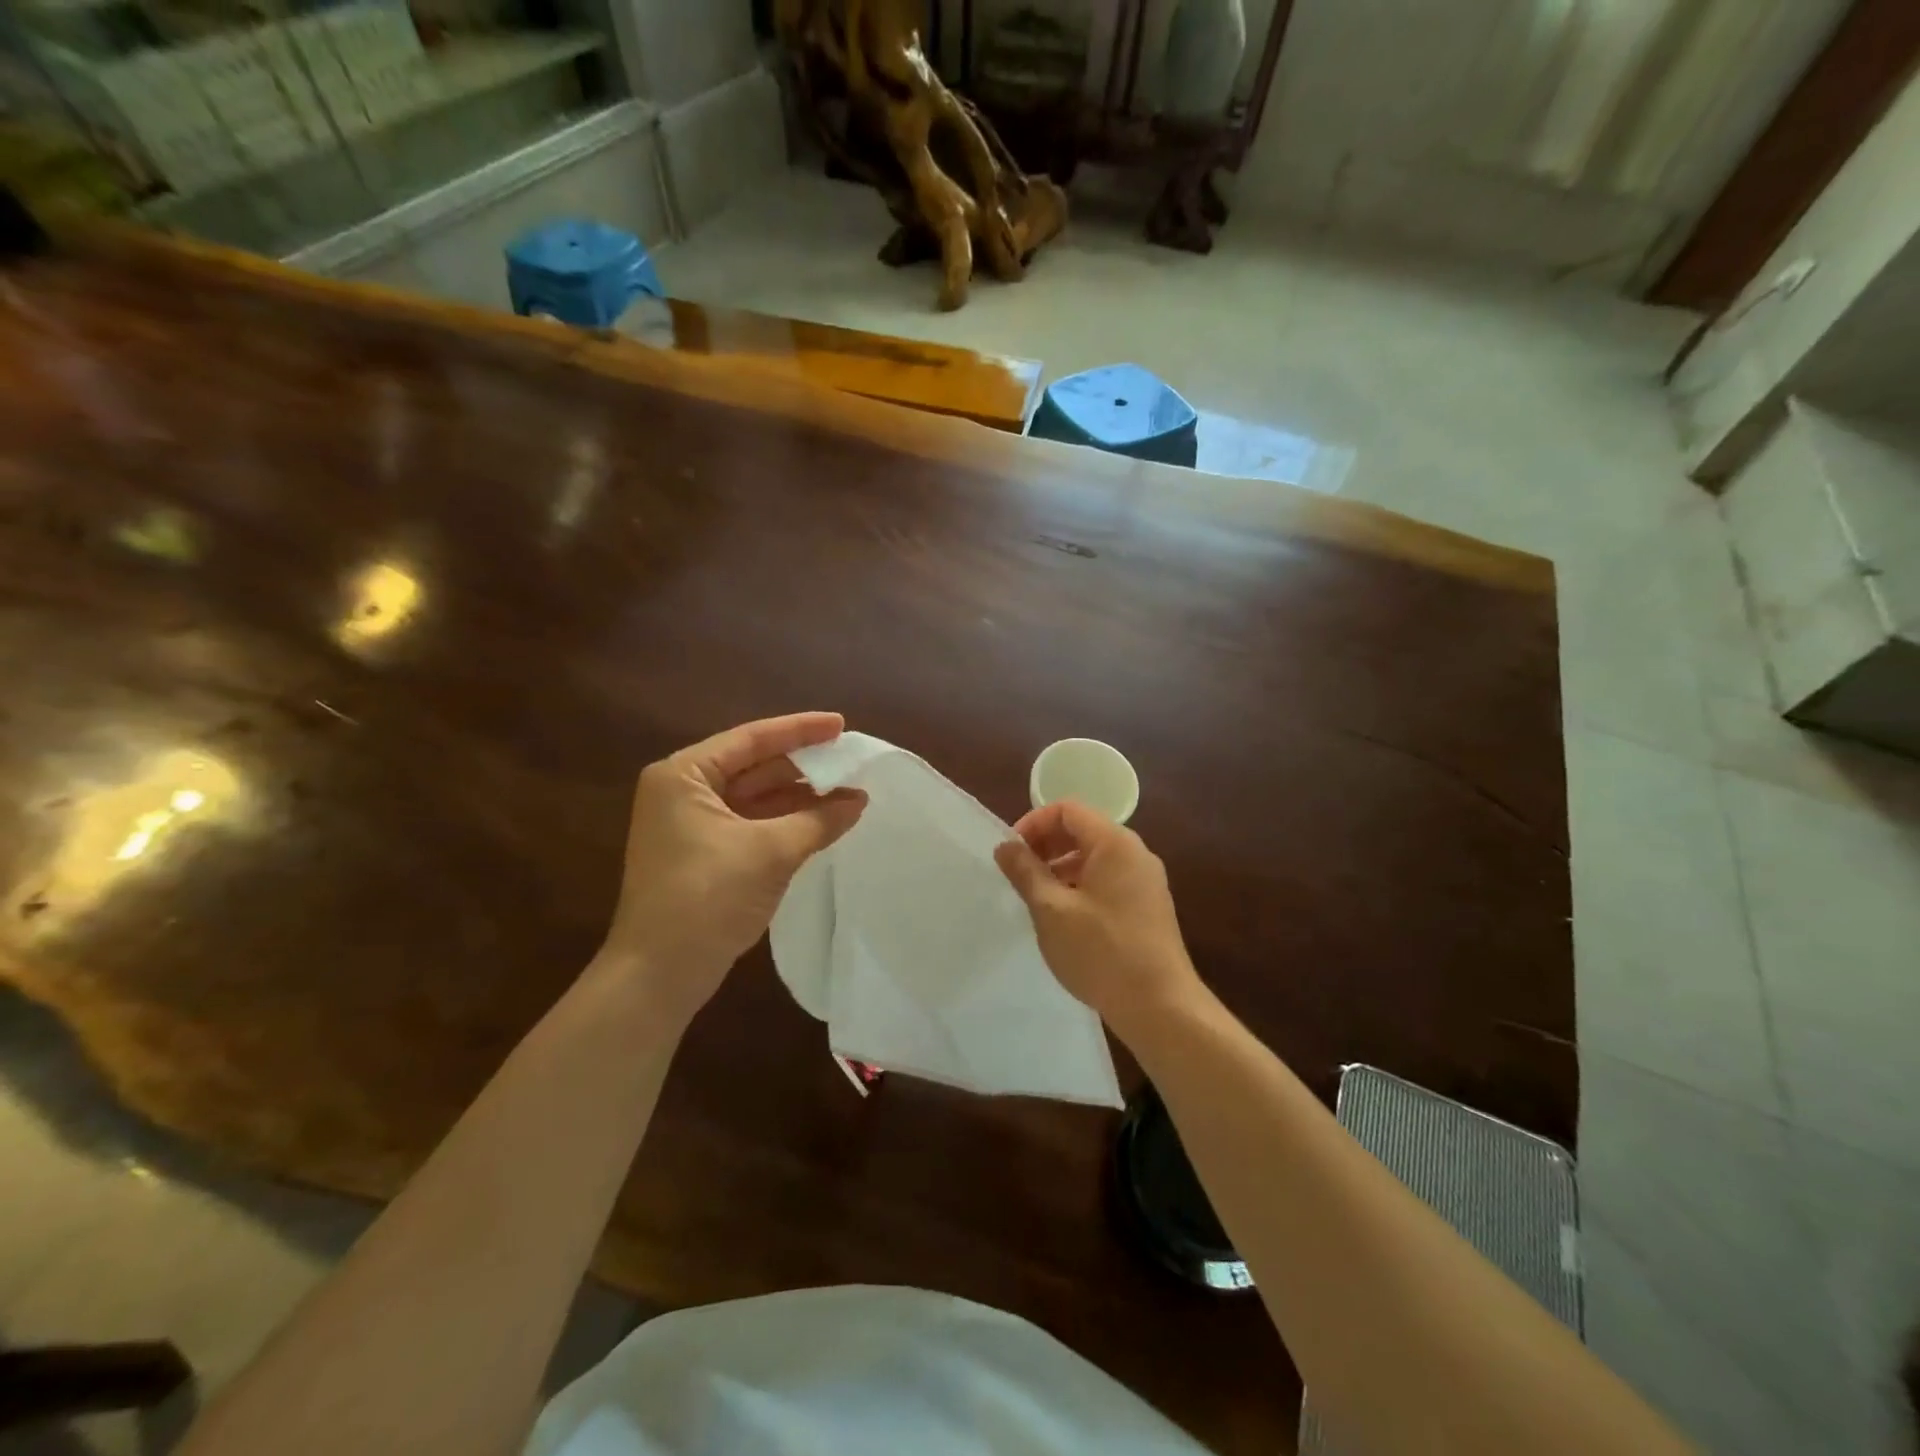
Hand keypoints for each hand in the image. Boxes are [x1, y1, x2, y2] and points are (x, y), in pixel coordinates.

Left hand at [598, 713, 866, 1026]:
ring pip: (756, 798)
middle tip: (850, 759)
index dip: (800, 730)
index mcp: (684, 775)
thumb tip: (859, 799)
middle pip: (754, 767)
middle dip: (803, 766)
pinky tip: (823, 821)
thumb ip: (818, 820)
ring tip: (849, 793)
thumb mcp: (769, 852)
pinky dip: (786, 822)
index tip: (841, 724)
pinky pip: (753, 824)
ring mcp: (692, 825)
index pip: (751, 740)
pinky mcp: (704, 854)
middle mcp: (684, 792)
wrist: (659, 975)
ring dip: (799, 797)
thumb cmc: (707, 897)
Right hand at [994, 800, 1204, 1040]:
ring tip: (1037, 898)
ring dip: (1061, 867)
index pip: (1067, 810)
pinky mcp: (1147, 906)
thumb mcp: (1052, 910)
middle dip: (1046, 845)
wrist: (1161, 1007)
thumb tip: (1005, 846)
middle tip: (1019, 875)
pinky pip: (1108, 879)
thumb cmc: (1101, 952)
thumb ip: (1026, 872)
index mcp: (1114, 843)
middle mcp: (1135, 853)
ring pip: (1094, 857)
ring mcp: (1145, 880)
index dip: (1034, 823)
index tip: (1011, 853)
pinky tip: (1064, 918)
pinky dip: (1081, 885)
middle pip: (1083, 830)